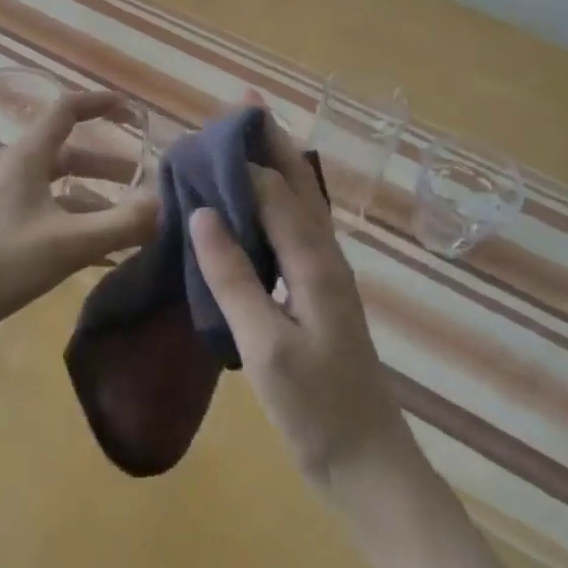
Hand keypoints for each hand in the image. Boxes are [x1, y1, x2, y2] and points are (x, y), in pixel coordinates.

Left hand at [0, 90, 157, 361]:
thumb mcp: (68, 242)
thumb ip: (122, 224)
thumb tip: (170, 206)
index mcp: (28, 157)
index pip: (67, 110)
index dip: (100, 104)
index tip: (134, 113)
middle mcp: (17, 173)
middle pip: (69, 154)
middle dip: (109, 165)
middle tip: (145, 183)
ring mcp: (7, 205)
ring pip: (61, 191)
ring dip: (97, 200)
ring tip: (132, 225)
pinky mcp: (3, 236)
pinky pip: (51, 220)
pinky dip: (80, 228)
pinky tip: (104, 255)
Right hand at [189, 108, 419, 494]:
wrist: (369, 467)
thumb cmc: (316, 409)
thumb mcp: (265, 346)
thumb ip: (233, 277)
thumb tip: (201, 211)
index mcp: (314, 260)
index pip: (271, 188)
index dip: (237, 158)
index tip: (198, 136)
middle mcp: (325, 254)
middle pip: (296, 180)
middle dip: (269, 138)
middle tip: (241, 100)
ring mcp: (326, 272)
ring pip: (300, 200)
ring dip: (275, 161)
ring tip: (246, 135)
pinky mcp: (320, 291)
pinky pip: (295, 226)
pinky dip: (275, 199)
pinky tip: (257, 203)